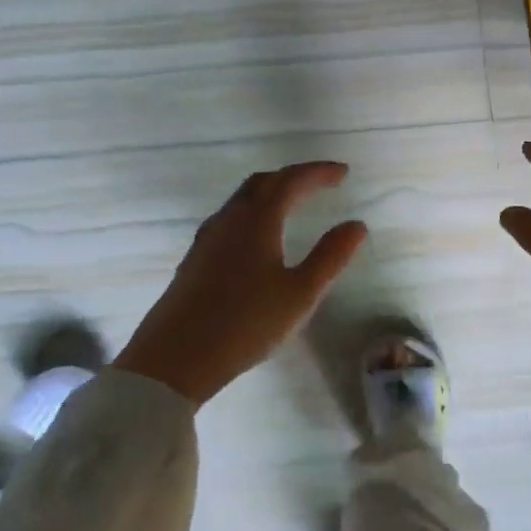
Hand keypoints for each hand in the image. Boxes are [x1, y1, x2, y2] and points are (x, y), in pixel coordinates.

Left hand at [115, 162, 366, 407]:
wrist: (174, 358)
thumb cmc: (245, 324)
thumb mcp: (300, 294)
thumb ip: (330, 257)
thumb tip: (356, 225)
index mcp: (257, 221)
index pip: (291, 181)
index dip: (318, 172)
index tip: (343, 172)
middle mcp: (229, 220)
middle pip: (262, 183)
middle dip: (293, 177)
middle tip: (320, 182)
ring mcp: (207, 239)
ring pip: (243, 200)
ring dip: (271, 193)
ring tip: (294, 203)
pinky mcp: (196, 258)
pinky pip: (231, 219)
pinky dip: (254, 212)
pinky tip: (259, 236)